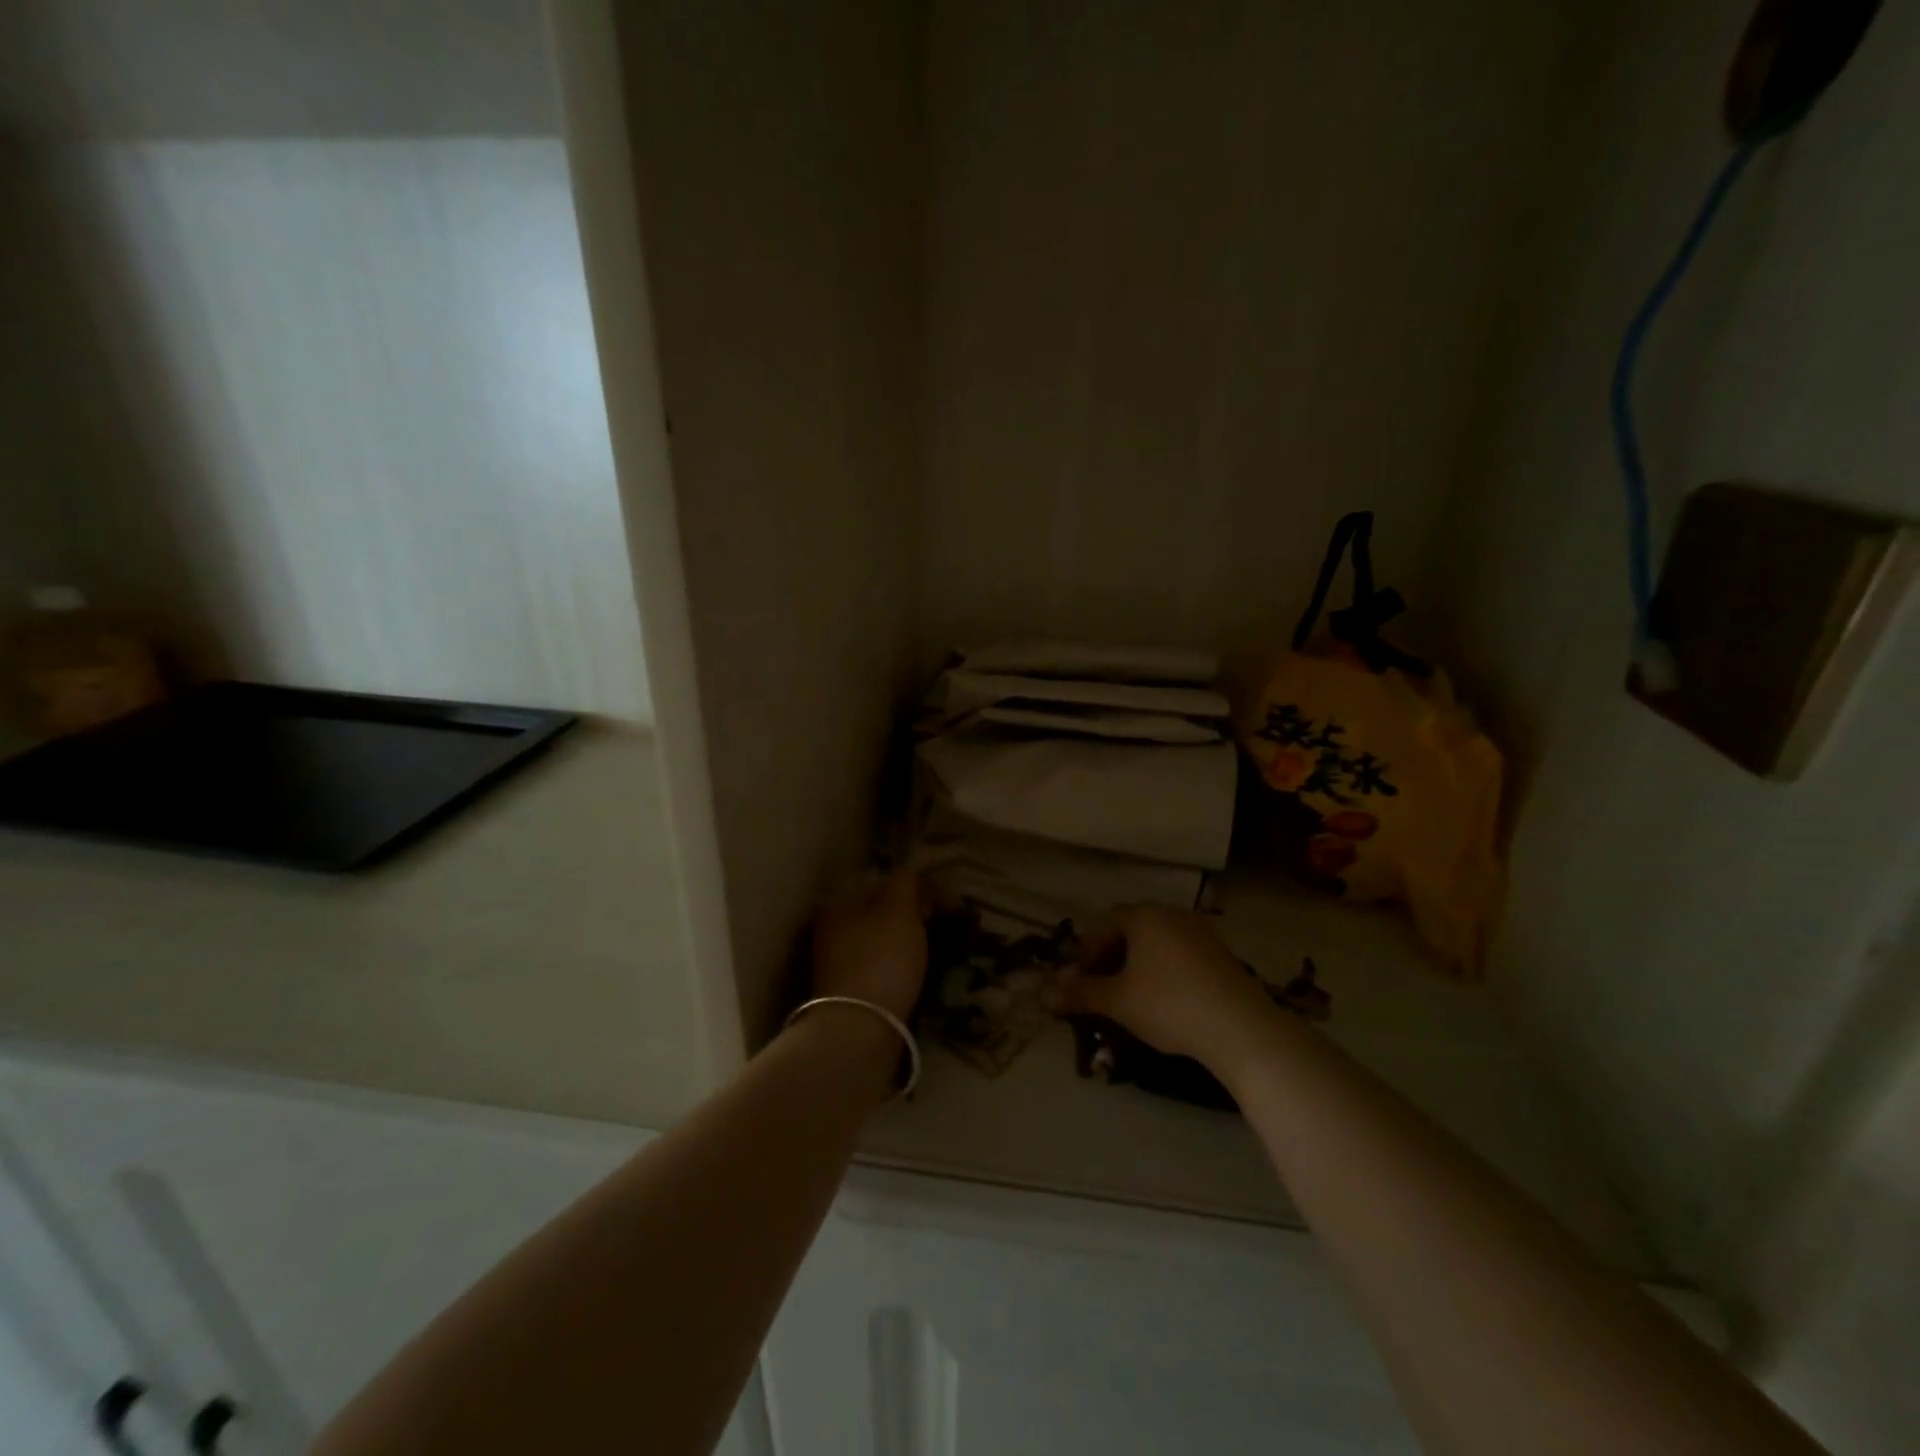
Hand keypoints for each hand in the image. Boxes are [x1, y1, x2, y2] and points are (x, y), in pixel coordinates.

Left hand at [810, 870, 928, 1021]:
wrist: (859, 1029)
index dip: (917, 891)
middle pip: (880, 915)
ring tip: (930, 955)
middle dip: (911, 919)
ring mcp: (837, 967)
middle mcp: (831, 933)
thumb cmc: (881, 958)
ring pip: (880, 943)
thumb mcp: (899, 909)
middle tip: (939, 930)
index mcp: (839, 906)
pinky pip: (879, 970)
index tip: (944, 907)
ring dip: (904, 945)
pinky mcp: (848, 996)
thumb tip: (910, 874)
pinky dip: (897, 970)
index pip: (883, 886)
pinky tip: (912, 978)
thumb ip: (905, 882)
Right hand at [1044, 905, 1281, 1074]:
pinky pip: (1181, 956)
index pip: (1106, 923)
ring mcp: (1201, 933)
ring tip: (1132, 999)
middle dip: (1112, 959)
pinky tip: (1166, 1003)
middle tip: (1103, 990)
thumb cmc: (1168, 1004)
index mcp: (1145, 916)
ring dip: (1138, 967)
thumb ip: (1079, 993)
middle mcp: (1173, 914)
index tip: (1083, 980)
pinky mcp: (1222, 955)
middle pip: (1132, 931)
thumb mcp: (1117, 1001)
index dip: (1089, 951)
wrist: (1240, 1028)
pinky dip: (1165, 973)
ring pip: (1157, 945)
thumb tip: (1042, 993)